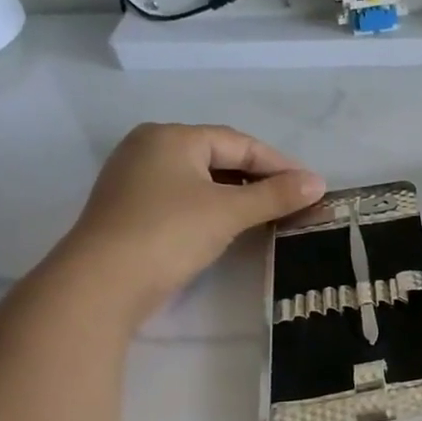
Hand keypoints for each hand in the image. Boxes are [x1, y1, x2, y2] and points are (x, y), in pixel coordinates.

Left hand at [46, 124, 324, 323]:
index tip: (310, 185)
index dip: (279, 163)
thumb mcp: (229, 211)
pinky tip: (232, 225)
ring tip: (271, 213)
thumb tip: (318, 182)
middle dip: (259, 177)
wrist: (102, 283)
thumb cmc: (169, 233)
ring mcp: (136, 179)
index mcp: (172, 137)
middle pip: (219, 156)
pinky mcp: (132, 208)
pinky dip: (214, 206)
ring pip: (201, 179)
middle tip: (294, 199)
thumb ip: (276, 195)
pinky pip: (185, 197)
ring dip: (238, 194)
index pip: (239, 142)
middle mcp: (150, 148)